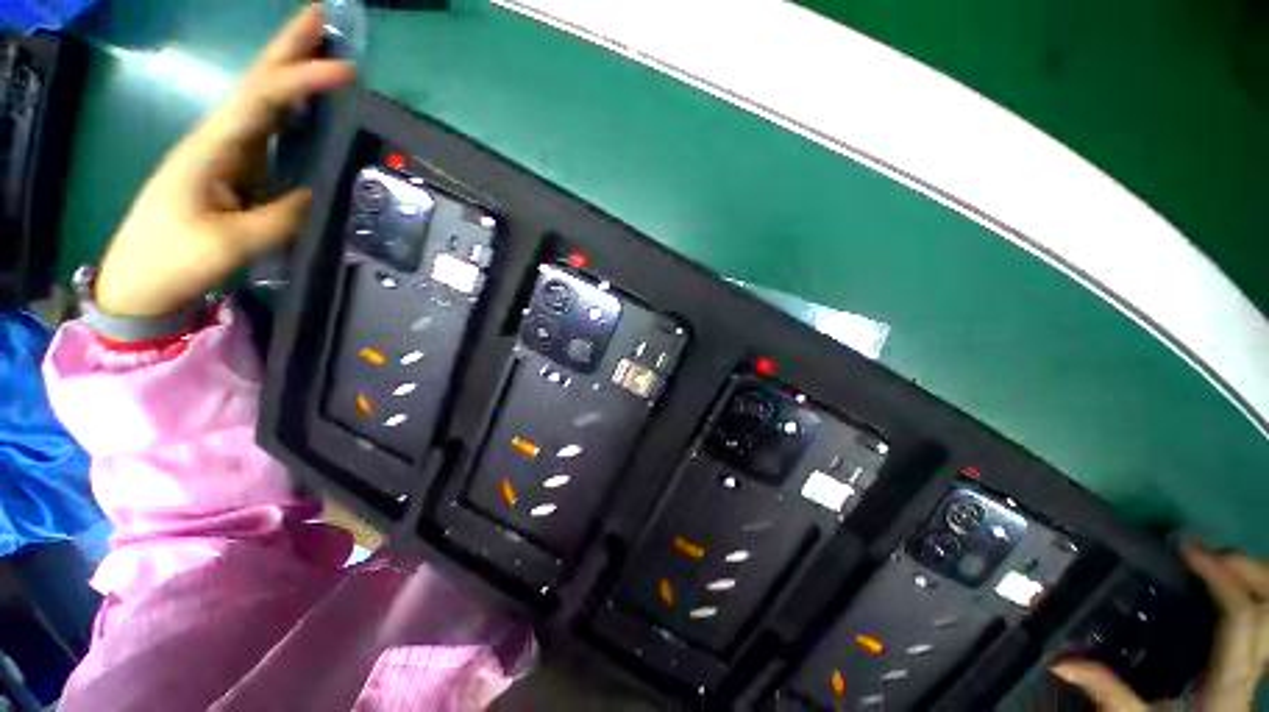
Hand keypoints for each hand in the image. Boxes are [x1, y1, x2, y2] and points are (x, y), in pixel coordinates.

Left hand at [95, 6, 354, 317]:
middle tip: (321, 17)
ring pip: (261, 102)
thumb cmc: (176, 259)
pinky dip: (288, 109)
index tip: (347, 69)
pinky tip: (305, 104)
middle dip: (288, 49)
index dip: (304, 80)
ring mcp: (225, 153)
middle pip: (257, 83)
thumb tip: (321, 194)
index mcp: (214, 147)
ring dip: (289, 73)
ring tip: (320, 51)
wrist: (140, 279)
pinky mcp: (232, 170)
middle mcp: (219, 138)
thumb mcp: (233, 243)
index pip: (264, 100)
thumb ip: (282, 216)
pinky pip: (266, 131)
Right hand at [1052, 540, 1268, 710]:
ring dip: (1251, 576)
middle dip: (1247, 568)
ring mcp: (1256, 662)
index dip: (1221, 576)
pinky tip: (1225, 585)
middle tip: (1204, 551)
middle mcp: (1253, 665)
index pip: (1240, 616)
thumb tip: (1062, 661)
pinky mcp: (1250, 659)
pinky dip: (1251, 591)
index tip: (1185, 547)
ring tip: (1214, 560)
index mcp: (1229, 679)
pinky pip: (1263, 616)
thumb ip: (1110, 694)